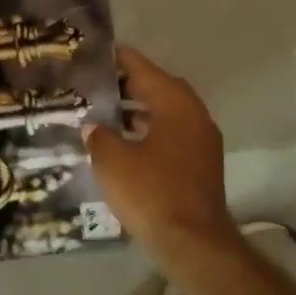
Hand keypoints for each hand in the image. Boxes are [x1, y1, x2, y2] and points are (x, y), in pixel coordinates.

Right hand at [85, 46, 238, 247]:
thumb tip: (93, 125)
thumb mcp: (112, 159)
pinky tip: (125, 143)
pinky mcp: (200, 166)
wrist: (192, 242)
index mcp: (175, 105)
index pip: (144, 69)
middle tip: (98, 83)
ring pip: (167, 114)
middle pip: (159, 89)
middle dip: (130, 84)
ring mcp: (202, 142)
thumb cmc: (150, 191)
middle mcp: (194, 116)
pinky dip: (149, 131)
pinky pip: (172, 135)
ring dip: (140, 110)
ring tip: (106, 111)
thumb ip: (99, 135)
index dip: (120, 60)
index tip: (98, 52)